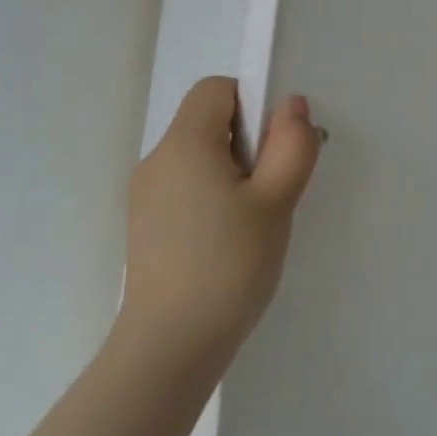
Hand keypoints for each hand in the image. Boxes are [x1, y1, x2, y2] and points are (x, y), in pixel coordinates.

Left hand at [119, 77, 322, 367]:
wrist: (171, 346)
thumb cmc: (229, 265)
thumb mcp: (276, 201)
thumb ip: (291, 145)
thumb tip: (292, 104)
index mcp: (184, 144)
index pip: (216, 90)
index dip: (252, 104)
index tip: (273, 148)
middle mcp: (156, 160)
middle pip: (207, 122)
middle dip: (247, 143)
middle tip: (271, 191)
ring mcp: (144, 195)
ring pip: (198, 158)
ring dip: (232, 173)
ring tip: (252, 222)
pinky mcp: (144, 225)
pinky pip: (185, 188)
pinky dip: (211, 197)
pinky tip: (227, 242)